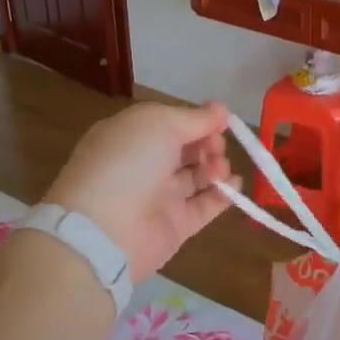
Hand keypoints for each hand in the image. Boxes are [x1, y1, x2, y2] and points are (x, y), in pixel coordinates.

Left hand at [41, 100, 239, 285]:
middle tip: (217, 146)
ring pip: (196, 176)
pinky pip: (204, 206)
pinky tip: (235, 185)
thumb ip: (195, 117)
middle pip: (186, 149)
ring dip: (216, 166)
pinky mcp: (175, 225)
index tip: (221, 120)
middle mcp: (144, 165)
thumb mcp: (160, 123)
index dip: (197, 120)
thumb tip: (221, 110)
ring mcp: (159, 197)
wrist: (105, 229)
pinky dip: (223, 195)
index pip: (170, 123)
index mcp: (132, 136)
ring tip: (220, 168)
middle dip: (208, 143)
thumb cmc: (128, 162)